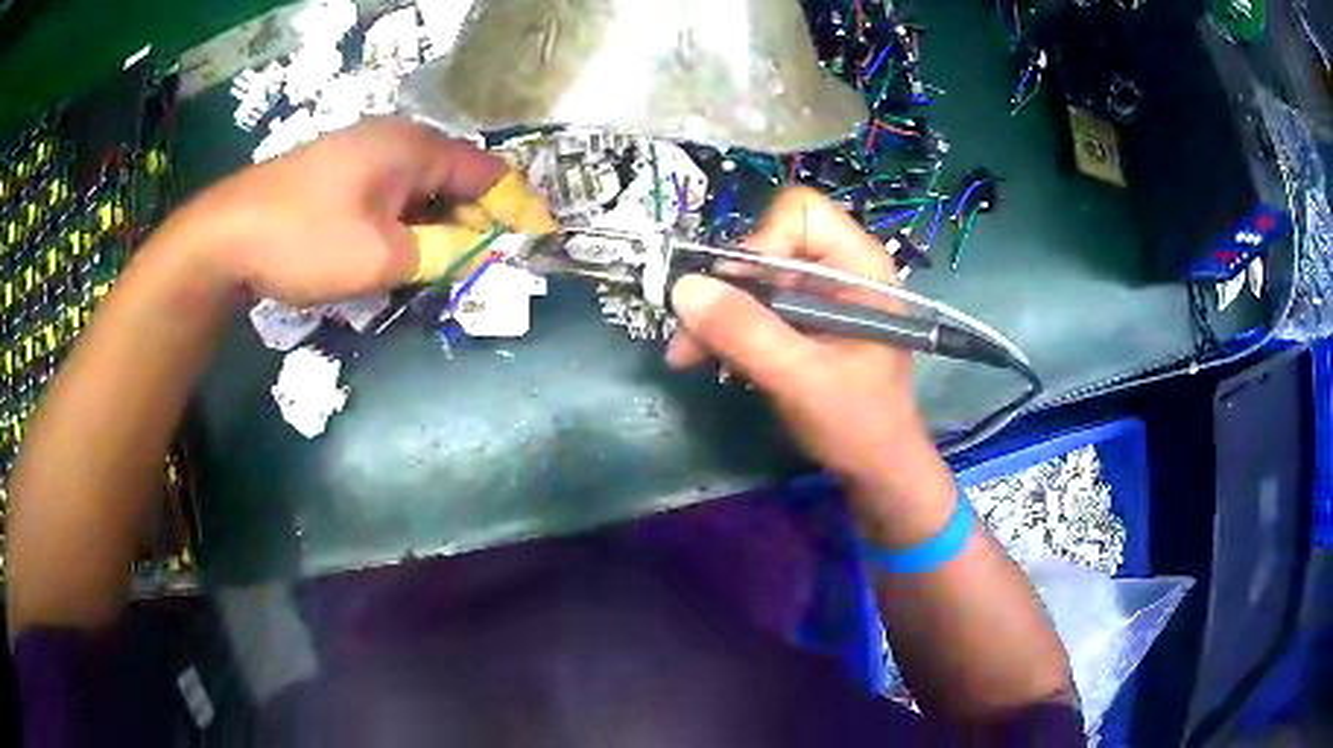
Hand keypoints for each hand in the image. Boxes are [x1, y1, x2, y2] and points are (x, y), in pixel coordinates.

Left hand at [162, 117, 515, 305]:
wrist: (224, 236)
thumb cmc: (305, 239)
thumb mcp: (381, 256)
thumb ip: (439, 253)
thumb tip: (476, 251)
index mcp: (412, 146)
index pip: (484, 170)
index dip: (512, 206)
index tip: (533, 240)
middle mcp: (391, 139)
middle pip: (451, 176)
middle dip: (473, 219)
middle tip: (485, 262)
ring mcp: (359, 154)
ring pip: (417, 189)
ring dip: (435, 224)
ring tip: (443, 265)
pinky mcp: (335, 174)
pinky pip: (387, 195)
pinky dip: (403, 222)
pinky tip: (397, 251)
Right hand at [668, 188, 935, 500]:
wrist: (876, 472)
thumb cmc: (859, 425)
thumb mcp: (803, 379)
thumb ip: (747, 333)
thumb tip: (683, 288)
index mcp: (860, 267)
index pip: (802, 213)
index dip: (764, 242)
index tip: (740, 292)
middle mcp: (838, 271)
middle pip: (767, 244)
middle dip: (726, 287)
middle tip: (691, 332)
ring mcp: (817, 297)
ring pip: (751, 278)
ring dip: (715, 312)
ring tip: (687, 354)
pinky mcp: (799, 322)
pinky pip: (750, 306)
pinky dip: (723, 329)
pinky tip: (703, 357)